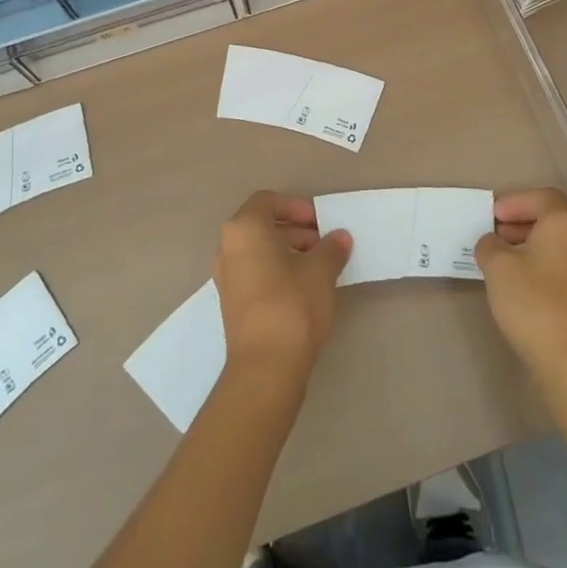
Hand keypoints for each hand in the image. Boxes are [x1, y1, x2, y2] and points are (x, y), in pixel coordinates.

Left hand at [214, 191, 352, 380]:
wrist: (265, 366)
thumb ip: (331, 248)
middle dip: (294, 231)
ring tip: (318, 268)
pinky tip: (302, 289)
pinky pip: (254, 273)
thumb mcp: (321, 270)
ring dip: (287, 252)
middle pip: (262, 225)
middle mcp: (228, 247)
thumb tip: (340, 237)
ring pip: (258, 251)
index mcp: (245, 228)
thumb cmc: (292, 304)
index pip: (267, 200)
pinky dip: (276, 271)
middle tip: (323, 245)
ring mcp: (226, 277)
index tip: (319, 223)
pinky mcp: (231, 303)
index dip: (295, 207)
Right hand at [475, 188, 566, 391]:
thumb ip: (489, 245)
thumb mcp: (497, 266)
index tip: (491, 216)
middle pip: (549, 219)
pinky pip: (556, 267)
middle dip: (518, 221)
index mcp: (563, 224)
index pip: (542, 196)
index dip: (514, 201)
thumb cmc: (533, 302)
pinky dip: (535, 265)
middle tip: (491, 233)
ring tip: (497, 260)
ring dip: (525, 244)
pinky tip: (515, 285)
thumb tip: (492, 243)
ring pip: (552, 244)